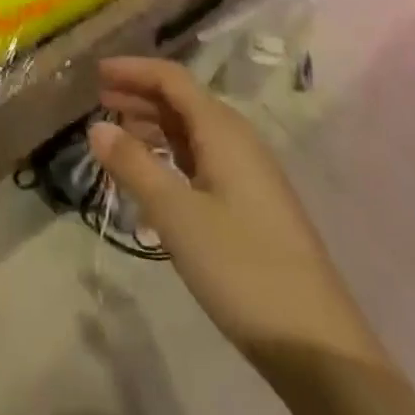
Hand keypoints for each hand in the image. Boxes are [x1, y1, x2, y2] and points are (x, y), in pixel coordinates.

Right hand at [87, 57, 350, 362]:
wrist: (318, 345)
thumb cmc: (241, 267)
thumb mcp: (177, 215)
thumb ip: (134, 165)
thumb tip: (96, 126)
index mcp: (223, 130)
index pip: (172, 79)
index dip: (133, 70)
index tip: (96, 72)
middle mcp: (238, 140)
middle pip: (182, 101)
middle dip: (140, 94)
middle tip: (99, 99)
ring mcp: (248, 173)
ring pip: (192, 131)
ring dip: (154, 125)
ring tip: (117, 135)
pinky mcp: (252, 204)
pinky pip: (203, 159)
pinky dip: (171, 155)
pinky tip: (153, 176)